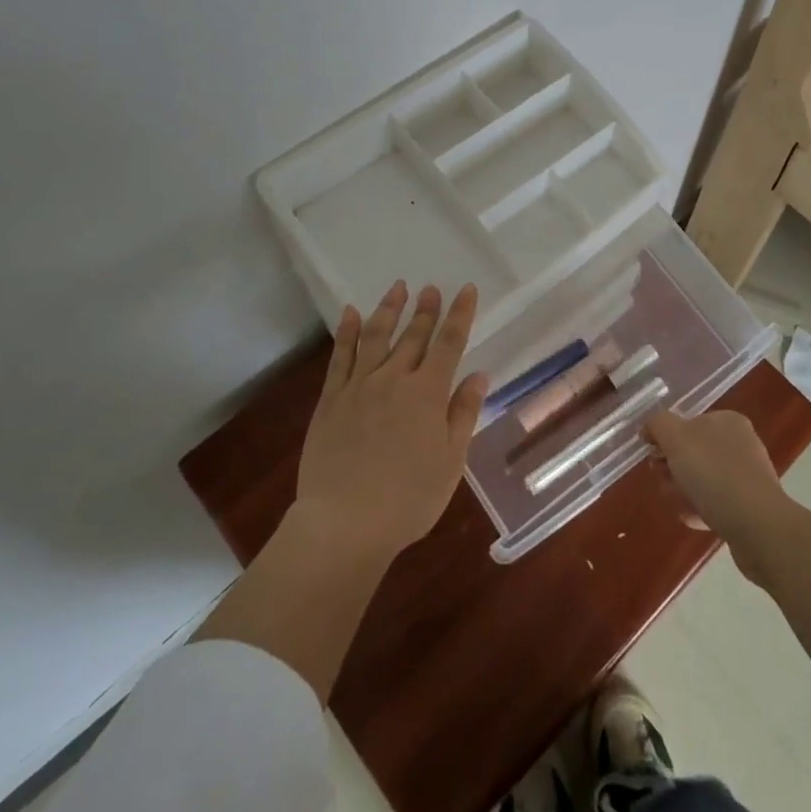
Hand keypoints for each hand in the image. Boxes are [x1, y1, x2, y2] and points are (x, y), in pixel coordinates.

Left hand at [294, 281, 487, 559]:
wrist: (344, 523)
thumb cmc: (408, 499)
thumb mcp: (450, 462)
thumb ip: (463, 414)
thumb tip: (479, 375)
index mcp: (428, 394)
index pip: (449, 343)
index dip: (460, 314)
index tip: (467, 289)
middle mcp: (394, 380)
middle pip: (414, 336)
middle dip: (426, 310)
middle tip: (431, 287)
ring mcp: (359, 387)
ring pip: (376, 337)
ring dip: (389, 310)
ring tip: (398, 288)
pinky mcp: (331, 400)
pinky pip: (340, 357)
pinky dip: (347, 333)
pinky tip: (351, 314)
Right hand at [644, 409, 790, 560]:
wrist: (757, 526)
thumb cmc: (714, 473)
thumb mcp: (676, 438)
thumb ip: (659, 424)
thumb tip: (650, 427)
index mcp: (728, 421)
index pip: (688, 423)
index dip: (666, 439)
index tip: (652, 458)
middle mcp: (741, 443)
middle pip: (694, 452)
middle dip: (673, 467)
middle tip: (662, 481)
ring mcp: (748, 476)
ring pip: (704, 479)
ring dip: (684, 490)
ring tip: (676, 503)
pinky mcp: (751, 506)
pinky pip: (717, 503)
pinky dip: (701, 509)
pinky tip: (693, 519)